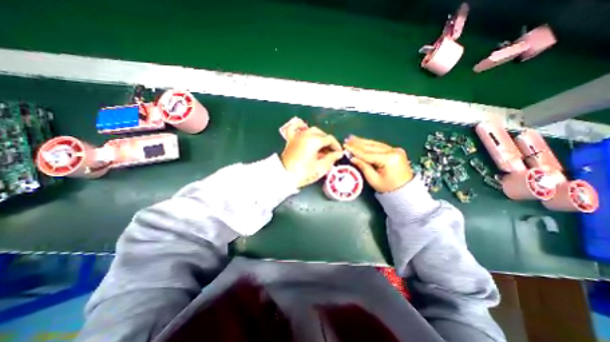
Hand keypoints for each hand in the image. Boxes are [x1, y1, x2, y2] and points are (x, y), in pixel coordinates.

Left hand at [281, 127, 342, 188]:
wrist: (284, 176)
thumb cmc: (303, 173)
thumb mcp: (320, 168)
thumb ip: (331, 159)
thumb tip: (338, 154)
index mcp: (314, 141)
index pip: (329, 139)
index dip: (336, 146)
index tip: (339, 153)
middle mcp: (306, 135)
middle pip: (321, 134)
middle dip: (328, 142)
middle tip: (331, 152)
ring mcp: (297, 136)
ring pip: (311, 130)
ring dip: (319, 136)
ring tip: (322, 145)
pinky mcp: (291, 140)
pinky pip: (295, 128)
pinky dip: (300, 126)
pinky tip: (304, 126)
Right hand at [342, 137, 413, 194]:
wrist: (405, 190)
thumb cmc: (388, 187)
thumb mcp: (373, 179)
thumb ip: (363, 167)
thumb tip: (352, 158)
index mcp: (389, 159)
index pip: (368, 154)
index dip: (355, 150)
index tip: (345, 146)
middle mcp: (393, 151)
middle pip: (371, 146)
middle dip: (357, 143)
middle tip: (346, 140)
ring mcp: (395, 149)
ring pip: (375, 144)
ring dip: (362, 141)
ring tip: (351, 138)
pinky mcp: (395, 150)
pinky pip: (379, 145)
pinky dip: (369, 144)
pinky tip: (362, 141)